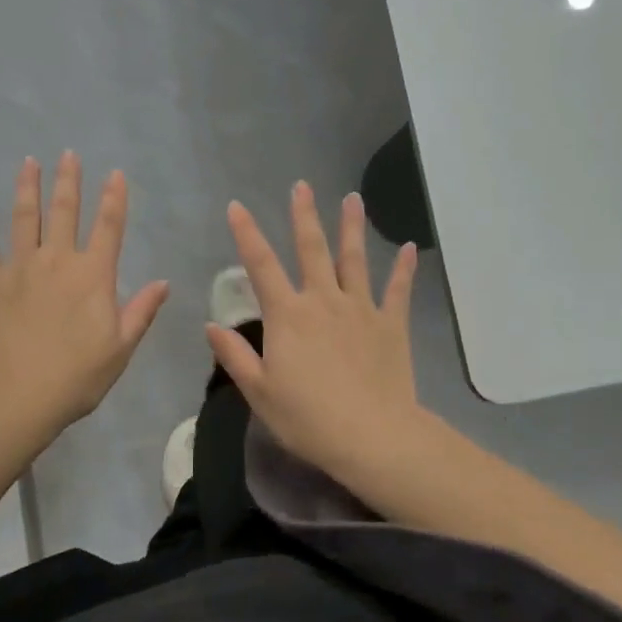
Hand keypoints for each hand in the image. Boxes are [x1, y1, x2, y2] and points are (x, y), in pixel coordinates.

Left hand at [0, 153, 168, 444]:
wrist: (14, 396)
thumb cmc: (75, 377)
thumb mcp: (120, 349)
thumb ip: (141, 312)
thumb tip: (163, 282)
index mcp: (93, 276)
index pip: (109, 228)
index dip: (114, 199)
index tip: (115, 173)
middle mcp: (57, 261)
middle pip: (64, 212)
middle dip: (69, 181)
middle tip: (68, 154)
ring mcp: (19, 268)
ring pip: (24, 218)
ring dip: (27, 188)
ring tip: (29, 162)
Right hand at [208, 182, 423, 489]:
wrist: (371, 436)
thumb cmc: (307, 418)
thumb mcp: (259, 392)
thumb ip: (235, 355)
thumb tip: (211, 325)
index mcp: (287, 316)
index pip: (261, 265)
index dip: (247, 234)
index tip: (237, 206)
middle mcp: (323, 301)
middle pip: (312, 249)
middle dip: (304, 216)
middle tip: (302, 185)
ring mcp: (361, 309)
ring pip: (355, 259)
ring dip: (352, 227)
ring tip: (353, 199)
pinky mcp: (391, 325)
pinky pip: (398, 290)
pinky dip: (404, 270)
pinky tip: (410, 249)